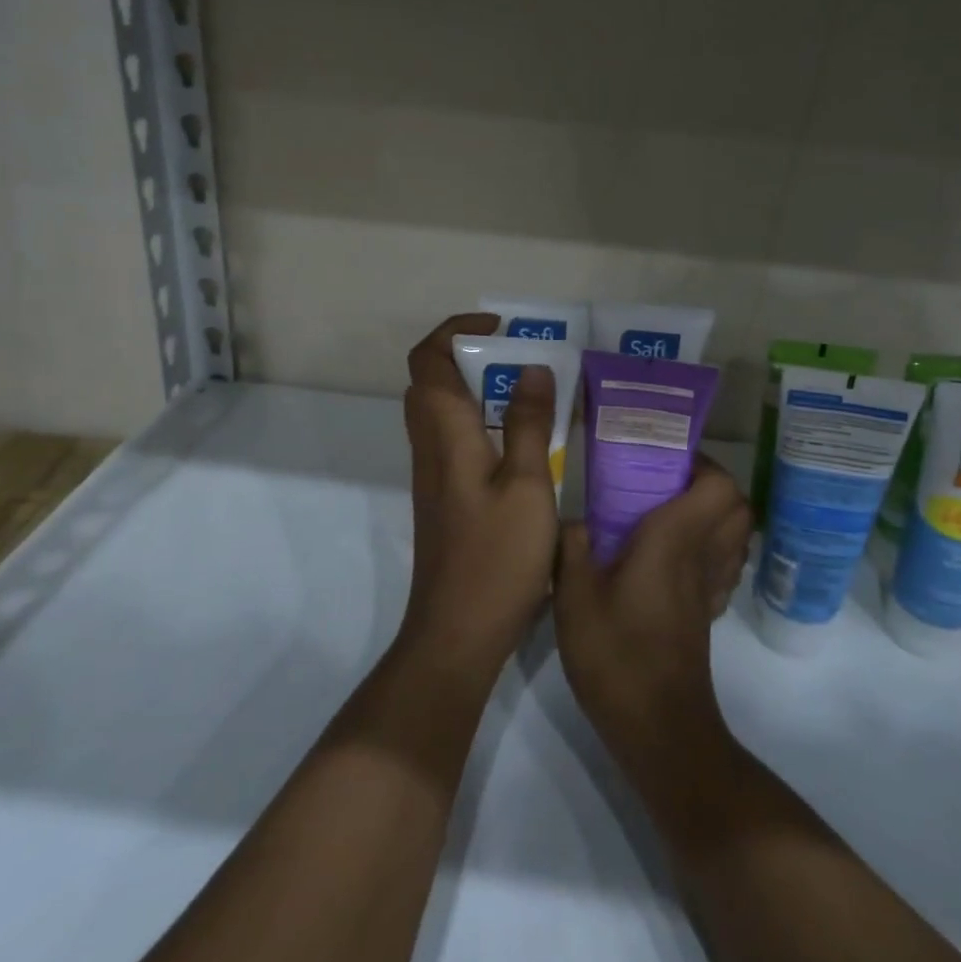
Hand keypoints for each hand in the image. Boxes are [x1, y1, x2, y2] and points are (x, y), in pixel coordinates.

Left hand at [399, 314, 560, 670]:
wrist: (457, 632)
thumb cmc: (496, 557)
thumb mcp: (527, 484)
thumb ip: (529, 422)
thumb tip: (532, 368)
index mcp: (445, 432)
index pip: (429, 358)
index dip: (456, 330)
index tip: (502, 329)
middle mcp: (430, 445)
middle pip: (432, 378)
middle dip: (472, 355)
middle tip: (522, 359)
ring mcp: (433, 473)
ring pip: (442, 409)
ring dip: (478, 388)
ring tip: (530, 392)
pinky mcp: (444, 496)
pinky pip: (454, 437)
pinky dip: (481, 420)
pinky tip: (523, 442)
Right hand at [554, 456, 751, 773]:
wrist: (657, 730)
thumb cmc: (616, 656)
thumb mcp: (573, 597)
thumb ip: (571, 548)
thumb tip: (574, 520)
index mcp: (675, 539)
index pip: (720, 486)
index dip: (702, 463)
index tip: (664, 456)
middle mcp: (703, 556)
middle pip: (738, 505)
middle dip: (711, 483)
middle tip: (664, 479)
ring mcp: (711, 588)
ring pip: (736, 534)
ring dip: (713, 514)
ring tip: (666, 510)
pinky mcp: (708, 613)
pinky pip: (724, 564)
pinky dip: (710, 548)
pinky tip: (669, 556)